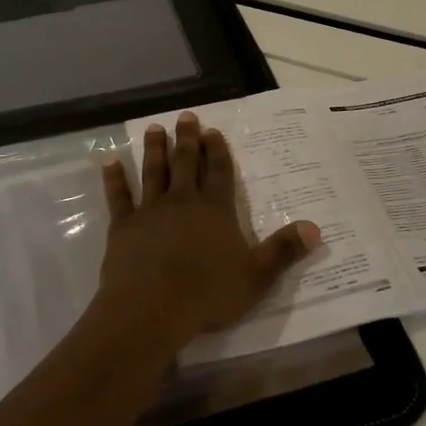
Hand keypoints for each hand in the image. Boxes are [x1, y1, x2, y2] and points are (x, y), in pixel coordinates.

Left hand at [95, 112, 320, 348]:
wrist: (151, 309)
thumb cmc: (207, 294)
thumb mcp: (255, 276)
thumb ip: (283, 251)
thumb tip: (315, 228)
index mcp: (215, 210)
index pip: (219, 172)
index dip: (217, 150)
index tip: (212, 129)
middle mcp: (183, 201)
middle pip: (185, 163)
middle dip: (186, 139)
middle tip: (185, 116)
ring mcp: (150, 211)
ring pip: (153, 172)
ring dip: (154, 149)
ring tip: (154, 128)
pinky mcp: (123, 226)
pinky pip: (118, 197)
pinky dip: (114, 179)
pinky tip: (109, 162)